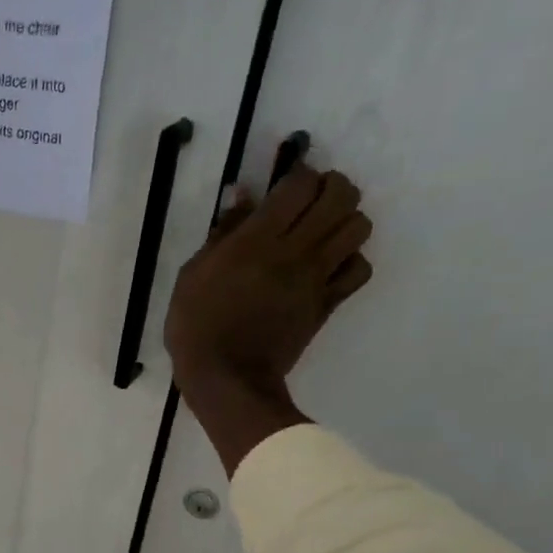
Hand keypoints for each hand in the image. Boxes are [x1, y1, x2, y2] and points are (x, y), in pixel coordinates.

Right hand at [163, 157, 375, 474]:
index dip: (298, 174)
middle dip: (332, 188)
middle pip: (341, 196)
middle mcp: (295, 251)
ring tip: (323, 232)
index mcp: (257, 240)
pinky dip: (351, 261)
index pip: (300, 184)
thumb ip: (222, 233)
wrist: (225, 378)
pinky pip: (359, 270)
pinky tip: (330, 267)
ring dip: (345, 221)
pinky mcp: (327, 303)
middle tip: (312, 202)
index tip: (284, 185)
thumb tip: (243, 195)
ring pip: (359, 227)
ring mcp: (316, 278)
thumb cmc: (197, 326)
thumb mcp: (193, 275)